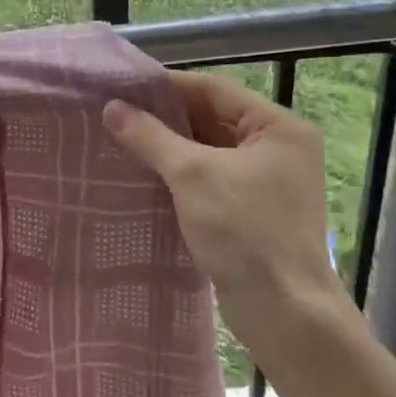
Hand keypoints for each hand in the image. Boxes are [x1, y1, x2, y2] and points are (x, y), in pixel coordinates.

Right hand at [103, 72, 340, 325]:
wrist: (283, 311)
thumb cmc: (244, 230)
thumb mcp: (192, 174)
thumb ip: (151, 137)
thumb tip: (112, 108)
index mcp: (279, 128)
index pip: (215, 90)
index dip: (168, 85)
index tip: (124, 85)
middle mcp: (279, 148)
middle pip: (213, 118)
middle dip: (165, 117)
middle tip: (116, 113)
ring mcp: (268, 182)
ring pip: (209, 151)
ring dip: (169, 147)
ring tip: (120, 140)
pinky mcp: (253, 212)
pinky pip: (210, 179)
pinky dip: (179, 175)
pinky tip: (144, 176)